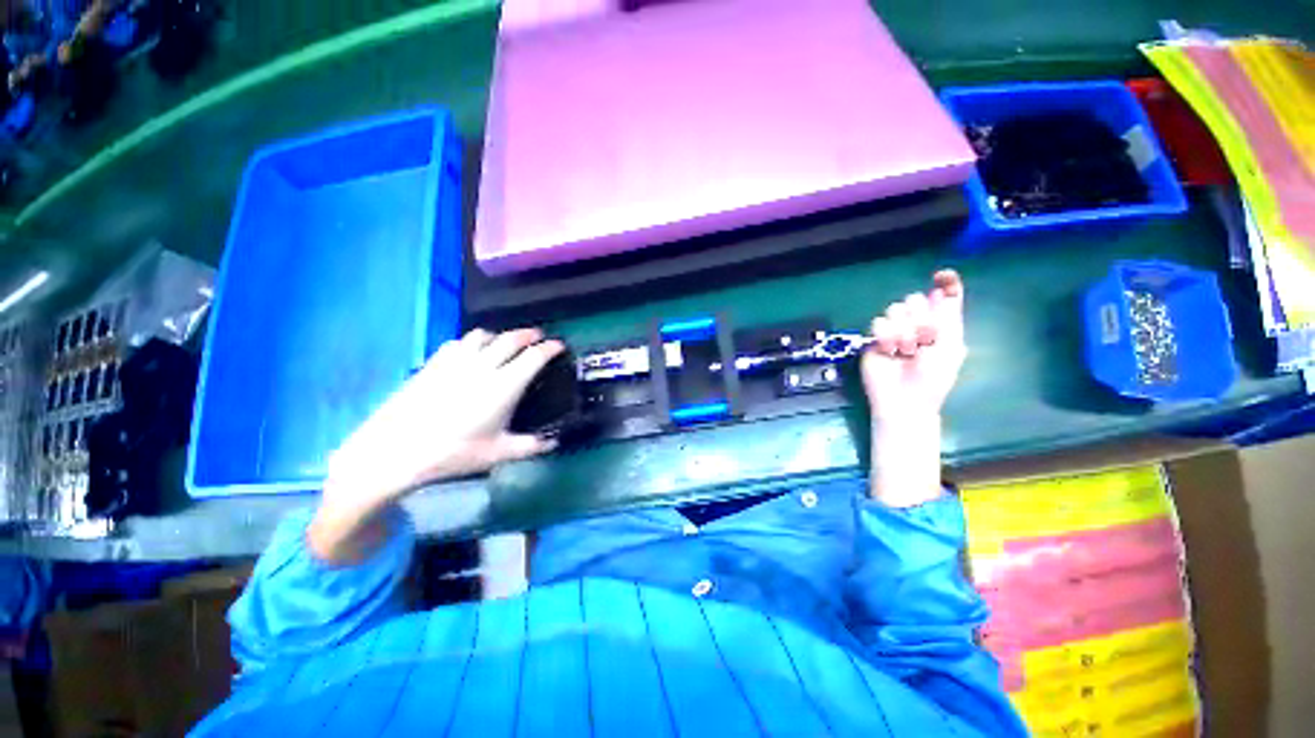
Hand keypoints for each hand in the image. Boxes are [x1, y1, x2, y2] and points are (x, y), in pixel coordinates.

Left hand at [326, 328, 564, 505]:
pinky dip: (473, 342)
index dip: (550, 348)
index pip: (534, 356)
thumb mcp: (497, 454)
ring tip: (505, 343)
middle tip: (538, 337)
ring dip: (500, 335)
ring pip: (484, 335)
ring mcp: (457, 361)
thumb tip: (555, 442)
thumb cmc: (452, 452)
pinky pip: (459, 341)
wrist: (396, 449)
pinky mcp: (435, 363)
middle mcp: (484, 366)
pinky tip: (471, 352)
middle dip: (529, 334)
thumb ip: (530, 446)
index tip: (559, 345)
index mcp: (504, 385)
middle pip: (511, 339)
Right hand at [861, 270, 966, 422]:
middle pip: (915, 298)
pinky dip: (886, 336)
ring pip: (895, 308)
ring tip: (905, 350)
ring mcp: (894, 331)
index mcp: (942, 325)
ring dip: (902, 330)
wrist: (904, 399)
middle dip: (919, 317)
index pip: (944, 296)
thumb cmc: (933, 378)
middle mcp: (917, 324)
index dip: (945, 283)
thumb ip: (947, 317)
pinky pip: (878, 322)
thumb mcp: (950, 347)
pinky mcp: (875, 339)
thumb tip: (939, 291)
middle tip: (923, 339)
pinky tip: (890, 350)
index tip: (942, 275)